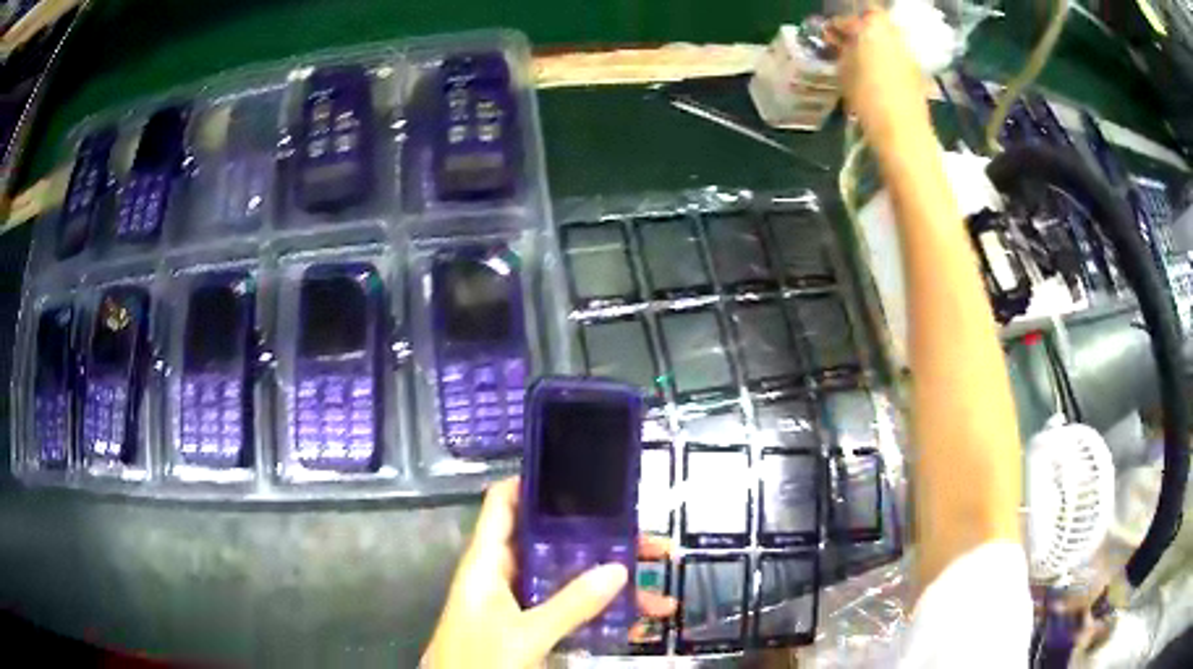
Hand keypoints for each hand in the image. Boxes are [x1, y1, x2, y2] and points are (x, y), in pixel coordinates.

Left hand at [422, 478, 676, 668]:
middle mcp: (504, 575)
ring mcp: (520, 603)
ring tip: (659, 592)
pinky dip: (602, 614)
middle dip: (601, 543)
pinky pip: (571, 611)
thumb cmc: (477, 659)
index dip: (535, 483)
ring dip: (611, 585)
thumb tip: (618, 568)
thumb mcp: (524, 634)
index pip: (504, 504)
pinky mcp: (532, 627)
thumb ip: (570, 604)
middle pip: (553, 544)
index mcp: (487, 562)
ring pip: (569, 581)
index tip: (582, 473)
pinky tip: (638, 622)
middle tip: (648, 543)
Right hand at [830, 10, 932, 151]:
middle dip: (859, 33)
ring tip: (859, 63)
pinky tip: (876, 77)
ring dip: (873, 47)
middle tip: (844, 46)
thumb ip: (841, 49)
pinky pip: (896, 58)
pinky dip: (885, 61)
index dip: (836, 27)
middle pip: (873, 24)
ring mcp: (908, 53)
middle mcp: (894, 34)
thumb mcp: (843, 69)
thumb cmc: (867, 95)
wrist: (902, 130)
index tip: (828, 37)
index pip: (848, 18)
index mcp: (872, 26)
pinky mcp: (917, 72)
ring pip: (886, 41)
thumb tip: (838, 41)